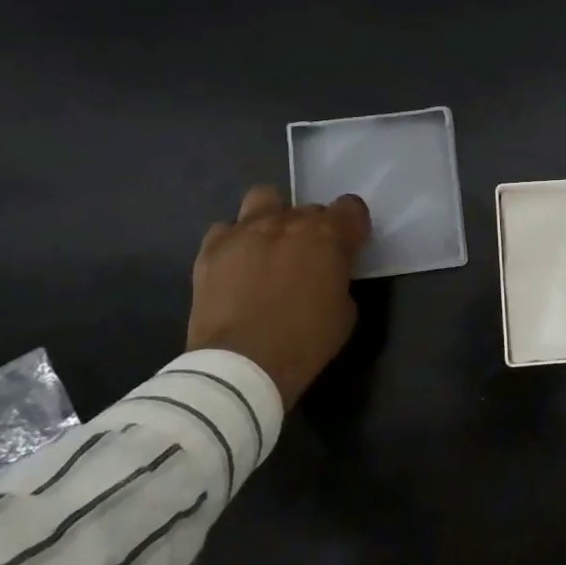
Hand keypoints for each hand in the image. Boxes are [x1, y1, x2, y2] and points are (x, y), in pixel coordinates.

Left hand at [186, 186, 371, 408]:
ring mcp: (246, 231)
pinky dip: (235, 241)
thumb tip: (328, 274)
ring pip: (264, 198)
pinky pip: (225, 229)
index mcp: (328, 236)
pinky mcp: (212, 248)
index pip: (351, 207)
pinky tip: (237, 264)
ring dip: (273, 215)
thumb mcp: (345, 312)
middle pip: (309, 207)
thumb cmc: (305, 343)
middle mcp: (289, 222)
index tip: (350, 247)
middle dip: (314, 228)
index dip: (353, 227)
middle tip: (309, 258)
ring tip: (271, 245)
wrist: (241, 366)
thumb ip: (340, 279)